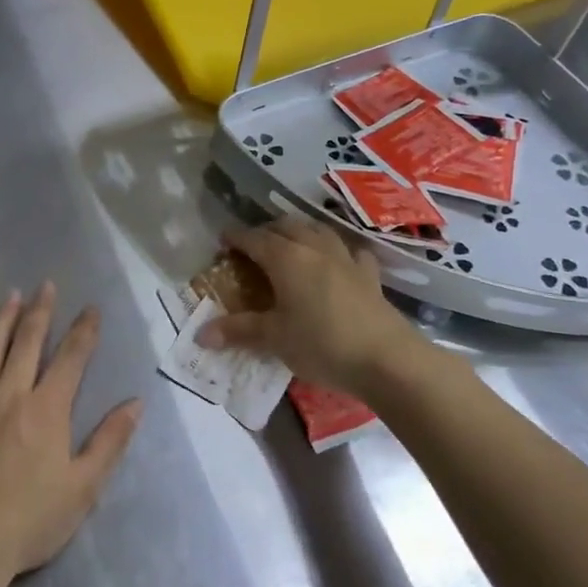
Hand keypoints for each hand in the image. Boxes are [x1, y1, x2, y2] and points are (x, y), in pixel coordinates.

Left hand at [0, 284, 141, 583]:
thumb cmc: (30, 521)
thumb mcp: (83, 488)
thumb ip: (110, 442)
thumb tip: (136, 403)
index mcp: (47, 409)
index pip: (71, 358)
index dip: (84, 330)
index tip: (91, 309)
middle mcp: (10, 393)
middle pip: (28, 341)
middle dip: (41, 310)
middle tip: (46, 286)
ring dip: (4, 318)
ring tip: (12, 296)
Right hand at [197, 218, 457, 400]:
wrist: (387, 360)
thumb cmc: (321, 344)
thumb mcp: (274, 338)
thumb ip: (238, 331)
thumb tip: (200, 335)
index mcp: (286, 258)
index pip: (254, 239)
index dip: (236, 237)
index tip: (222, 240)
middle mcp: (314, 249)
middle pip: (286, 227)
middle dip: (266, 231)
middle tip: (253, 246)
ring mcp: (345, 259)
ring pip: (318, 231)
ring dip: (300, 232)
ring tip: (290, 244)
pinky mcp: (369, 276)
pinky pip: (350, 252)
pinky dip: (337, 251)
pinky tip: (337, 261)